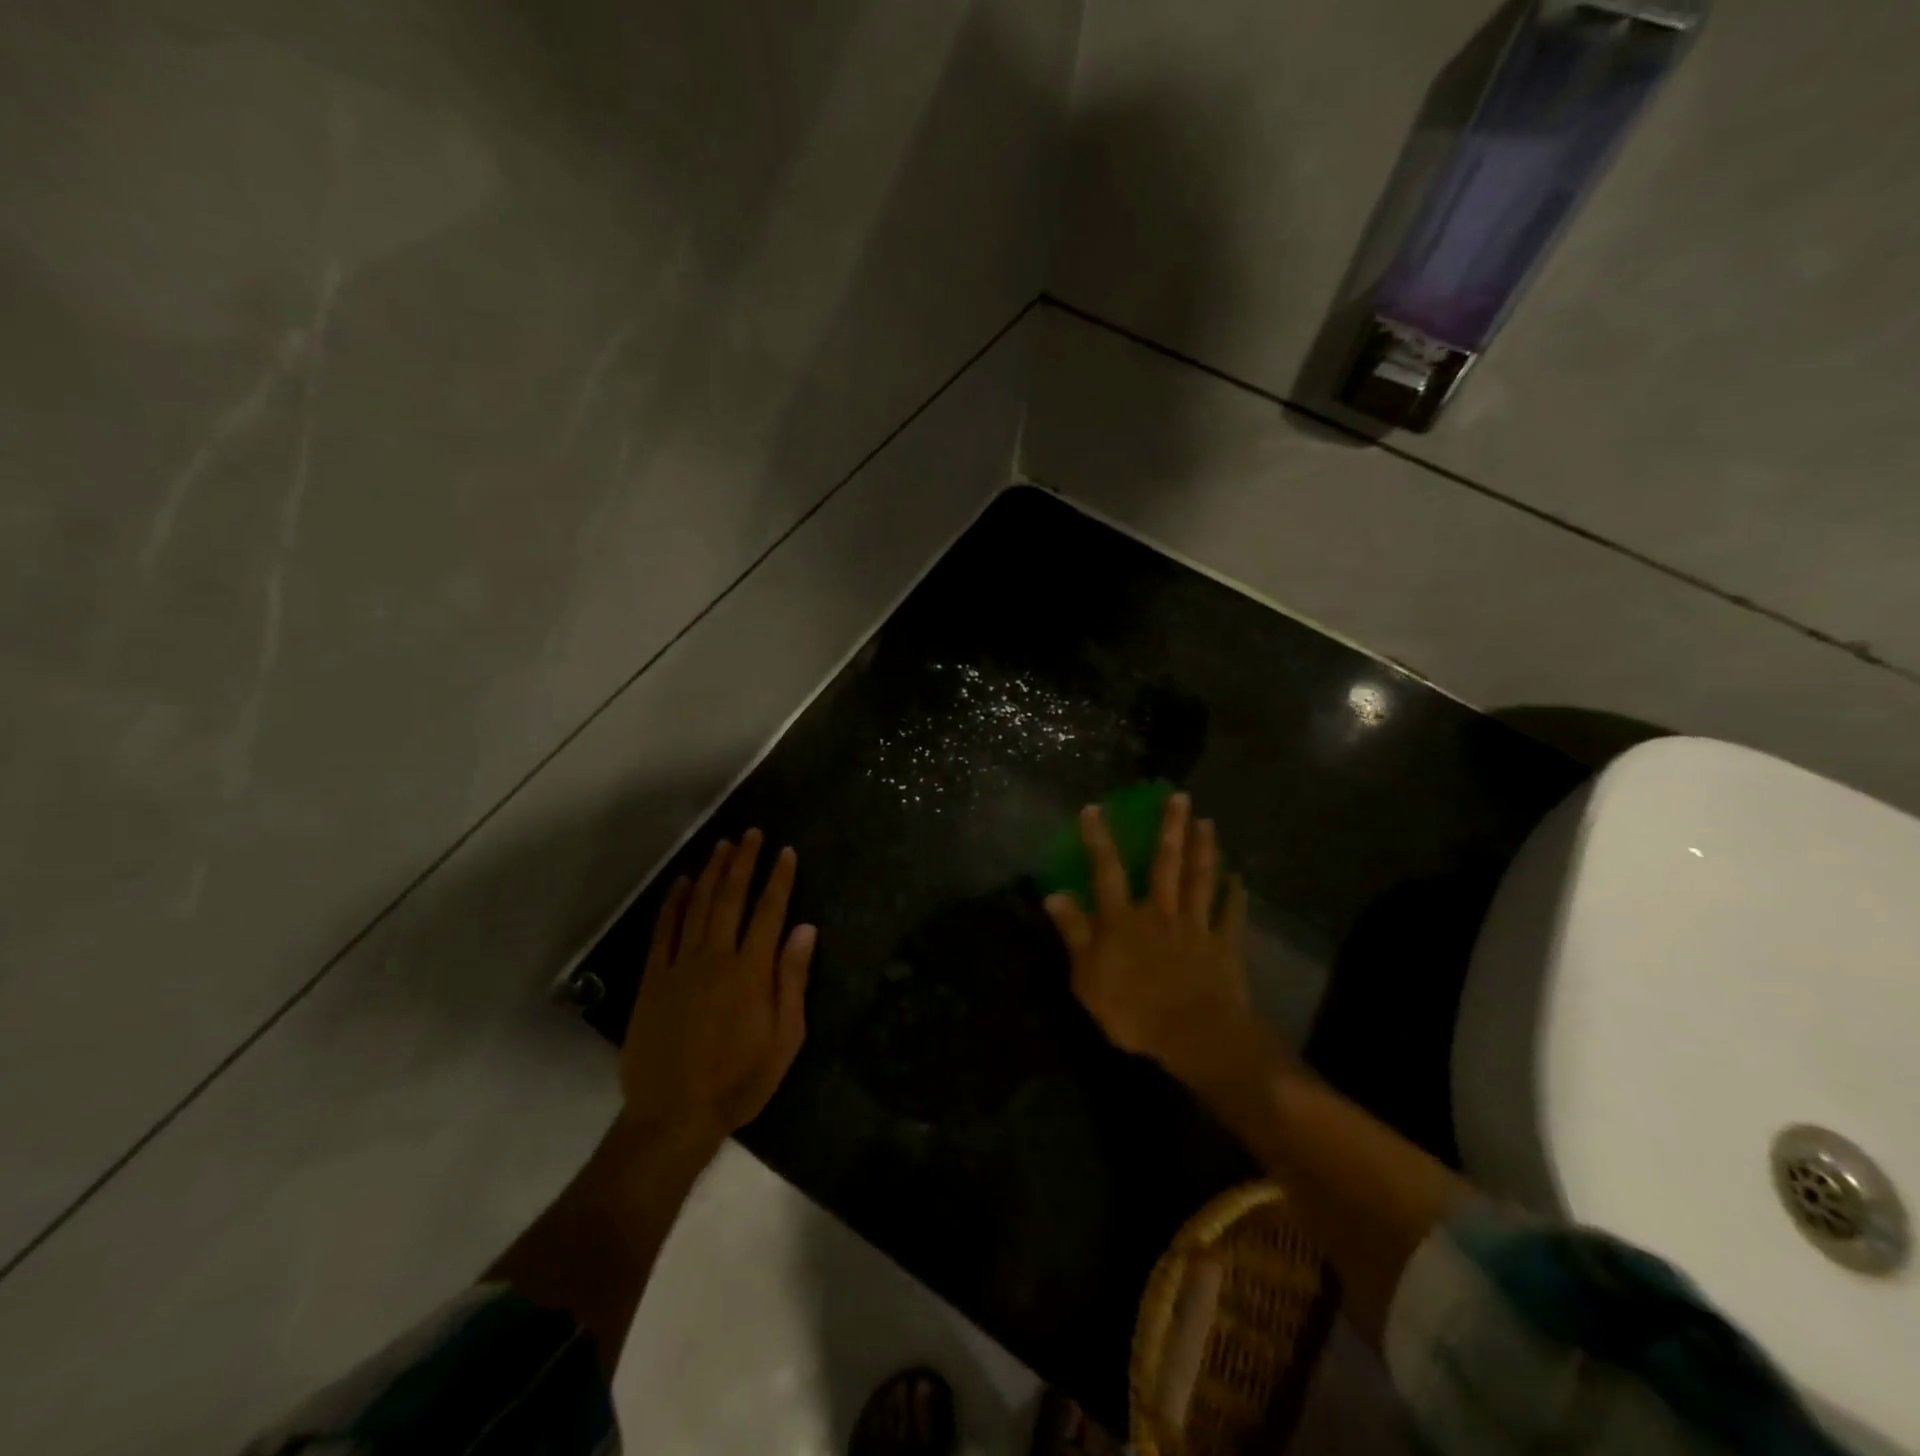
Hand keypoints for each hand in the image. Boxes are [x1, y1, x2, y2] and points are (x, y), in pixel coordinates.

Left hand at [621, 830, 815, 1144]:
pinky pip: (663, 931)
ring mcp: (680, 966)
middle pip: (731, 898)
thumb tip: (805, 930)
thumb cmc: (739, 1081)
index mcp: (751, 971)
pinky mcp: (653, 980)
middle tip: (752, 833)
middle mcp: (716, 957)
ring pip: (697, 907)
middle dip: (744, 862)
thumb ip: (793, 981)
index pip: (769, 912)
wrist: (673, 1116)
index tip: (786, 851)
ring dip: (711, 872)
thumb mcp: (784, 1039)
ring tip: (723, 845)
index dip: (779, 879)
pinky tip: (681, 883)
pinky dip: (672, 903)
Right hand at [1043, 794, 1257, 1086]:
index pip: (1107, 871)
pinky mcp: (1223, 946)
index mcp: (1123, 920)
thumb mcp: (1087, 977)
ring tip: (1207, 822)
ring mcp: (1196, 926)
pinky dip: (1236, 896)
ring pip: (1200, 880)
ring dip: (1204, 849)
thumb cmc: (1133, 1010)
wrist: (1194, 1035)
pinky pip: (1231, 915)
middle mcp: (1160, 912)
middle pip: (1166, 864)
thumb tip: (1054, 895)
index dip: (1099, 839)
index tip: (1095, 808)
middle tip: (1179, 797)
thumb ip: (1074, 933)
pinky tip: (1240, 878)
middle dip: (1171, 828)